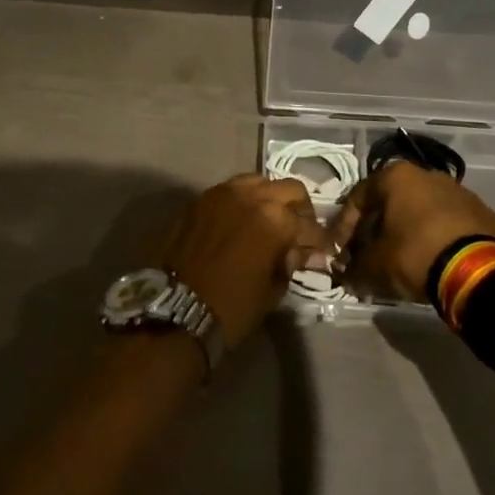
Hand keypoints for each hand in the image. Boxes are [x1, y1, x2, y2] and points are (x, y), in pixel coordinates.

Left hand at [163, 174, 329, 350]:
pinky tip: (242, 222)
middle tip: (298, 232)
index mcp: (275, 219)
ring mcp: (222, 193)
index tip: (320, 252)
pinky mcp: (200, 200)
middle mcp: (251, 196)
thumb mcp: (272, 290)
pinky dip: (243, 201)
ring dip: (270, 198)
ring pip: (258, 182)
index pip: (308, 224)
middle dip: (299, 210)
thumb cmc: (231, 308)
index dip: (318, 241)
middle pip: (289, 189)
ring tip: (269, 221)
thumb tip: (299, 252)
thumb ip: (289, 262)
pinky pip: (230, 190)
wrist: (174, 312)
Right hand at [332, 161, 494, 301]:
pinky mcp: (482, 213)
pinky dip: (434, 239)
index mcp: (396, 176)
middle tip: (367, 257)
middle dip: (375, 230)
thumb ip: (354, 267)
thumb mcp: (374, 265)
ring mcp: (459, 191)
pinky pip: (447, 224)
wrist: (478, 270)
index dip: (343, 229)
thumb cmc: (415, 254)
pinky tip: (431, 261)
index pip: (357, 199)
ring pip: (420, 211)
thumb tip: (346, 275)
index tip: (339, 253)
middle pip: (390, 203)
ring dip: (406, 233)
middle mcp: (427, 174)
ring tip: (399, 261)